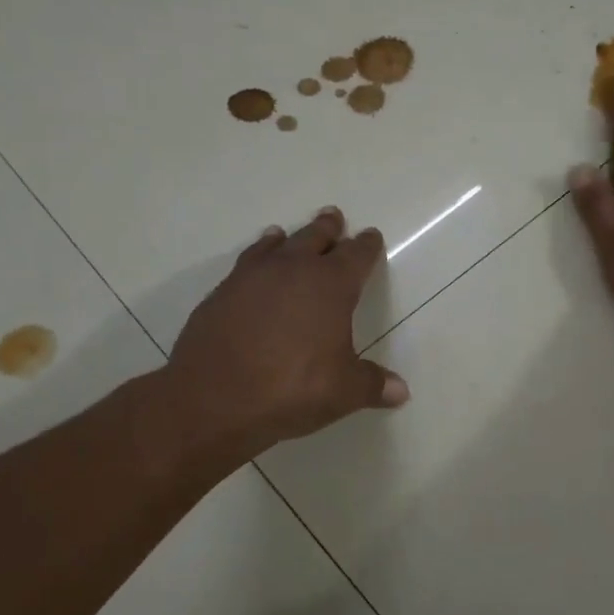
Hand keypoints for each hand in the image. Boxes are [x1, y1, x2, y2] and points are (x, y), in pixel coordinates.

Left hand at [155, 206, 407, 465]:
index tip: (371, 236)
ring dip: (286, 240)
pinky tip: (254, 270)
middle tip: (333, 216)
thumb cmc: (292, 388)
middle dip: (327, 229)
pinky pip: (246, 266)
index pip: (356, 256)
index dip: (366, 246)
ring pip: (275, 247)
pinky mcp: (221, 295)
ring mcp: (251, 279)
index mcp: (330, 286)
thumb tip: (400, 391)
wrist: (213, 399)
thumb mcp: (343, 391)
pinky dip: (256, 260)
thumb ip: (372, 385)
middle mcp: (292, 271)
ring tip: (285, 234)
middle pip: (314, 239)